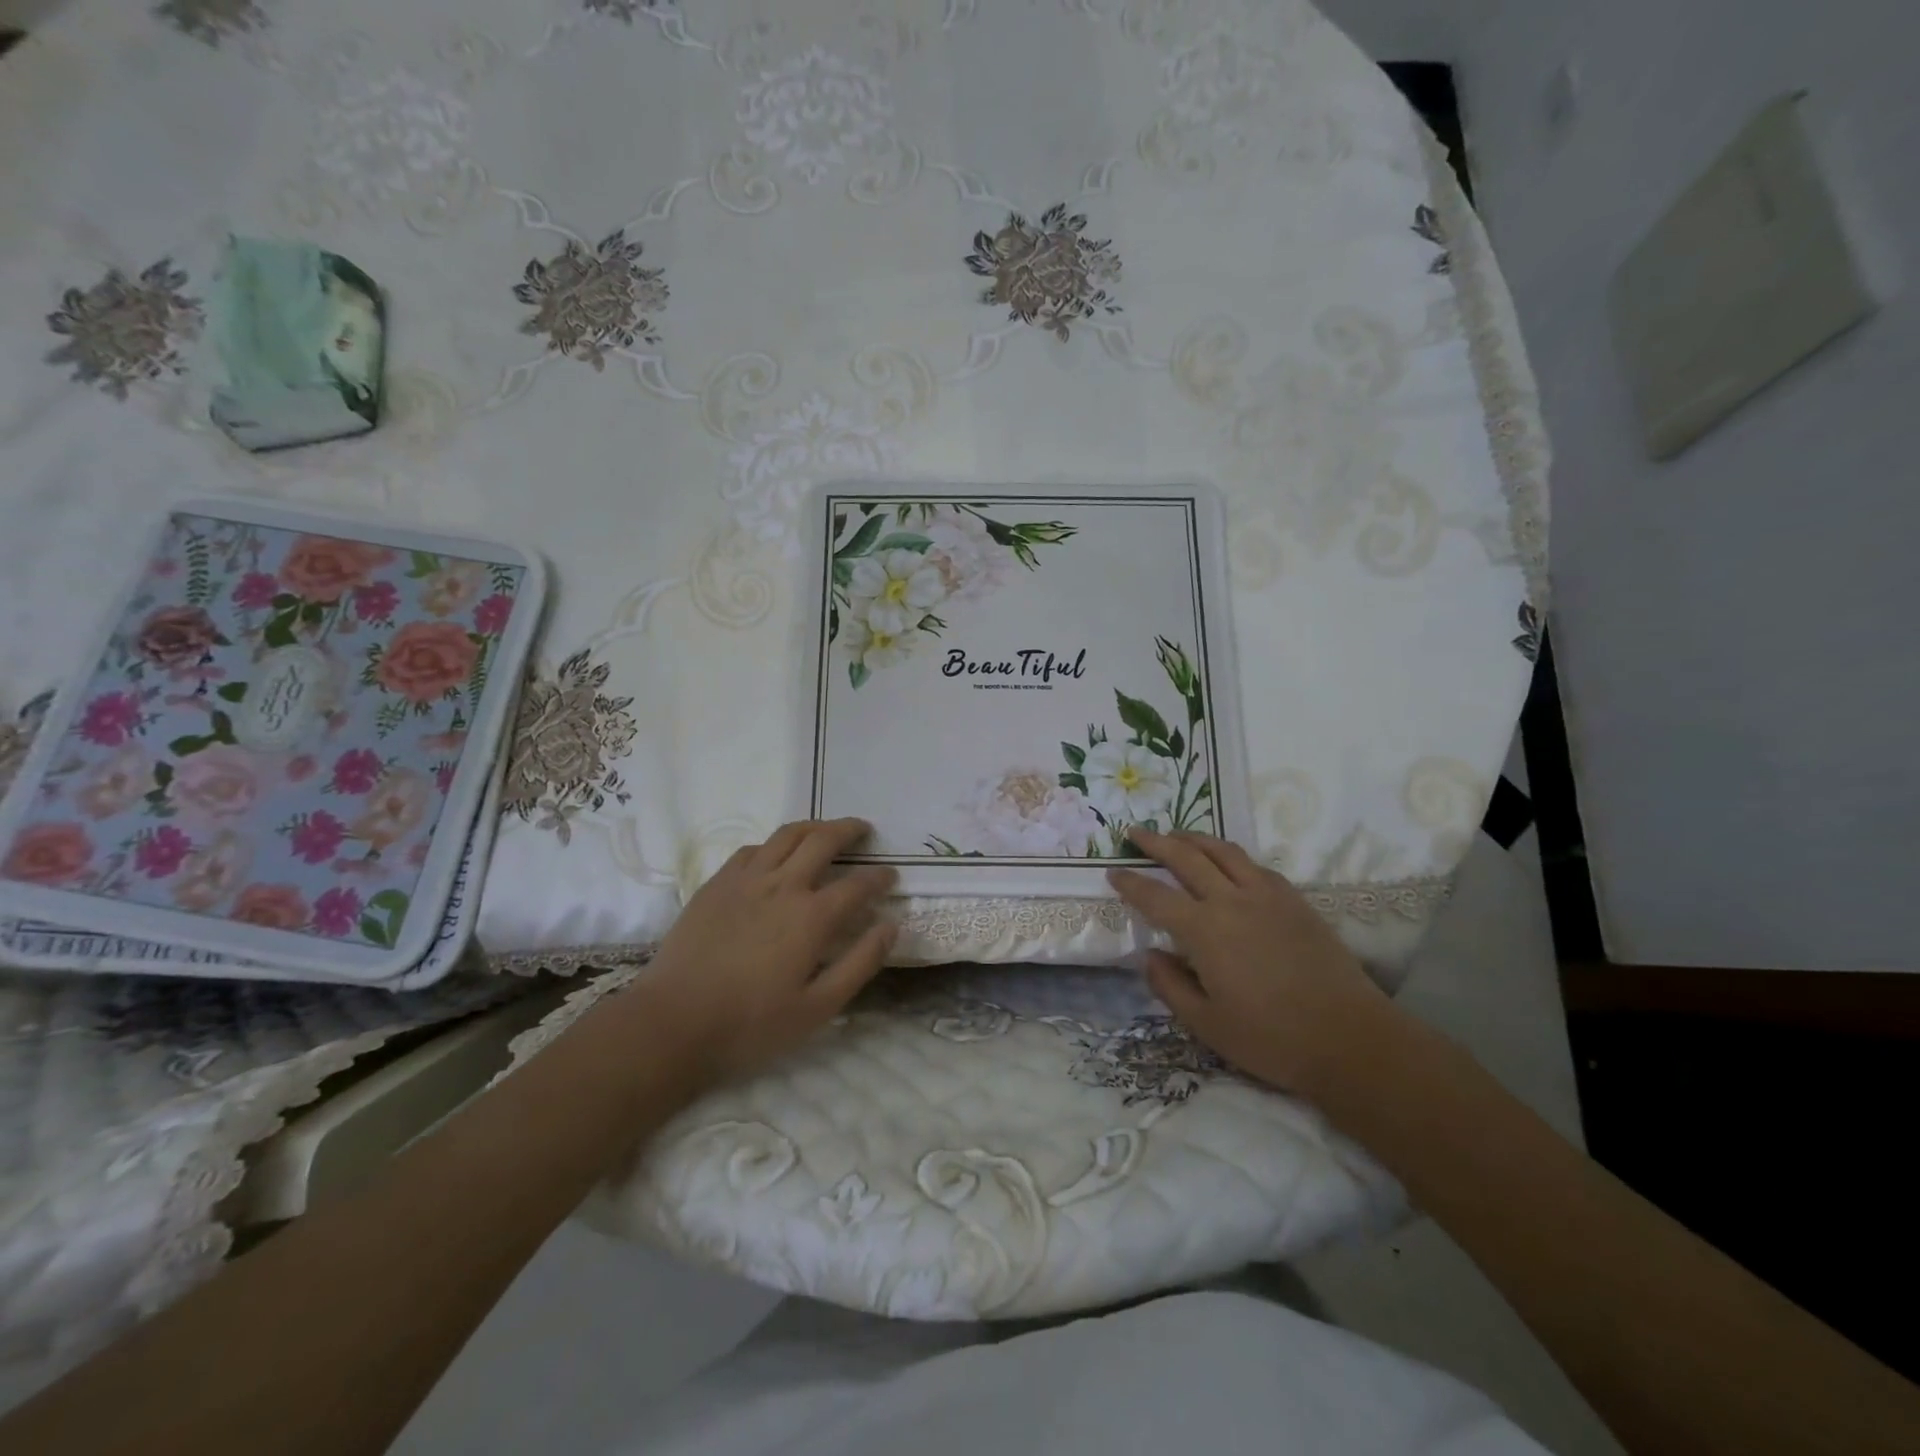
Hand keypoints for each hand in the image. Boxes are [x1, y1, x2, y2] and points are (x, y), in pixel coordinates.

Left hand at [638, 819, 896, 1082]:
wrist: (672, 1022)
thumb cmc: (750, 1024)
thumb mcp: (818, 1008)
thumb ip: (859, 964)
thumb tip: (889, 926)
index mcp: (812, 916)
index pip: (858, 884)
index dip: (879, 878)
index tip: (891, 877)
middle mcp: (783, 885)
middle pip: (823, 840)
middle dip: (850, 830)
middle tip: (864, 830)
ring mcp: (746, 879)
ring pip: (787, 834)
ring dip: (814, 826)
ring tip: (826, 830)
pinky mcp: (717, 883)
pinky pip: (753, 849)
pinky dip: (774, 844)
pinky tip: (776, 856)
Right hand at [1108, 830, 1401, 1094]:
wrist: (1349, 1038)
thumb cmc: (1271, 1038)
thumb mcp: (1206, 1024)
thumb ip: (1170, 986)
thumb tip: (1150, 956)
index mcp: (1204, 931)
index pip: (1155, 897)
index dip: (1130, 883)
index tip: (1112, 872)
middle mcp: (1232, 901)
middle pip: (1186, 857)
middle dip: (1156, 842)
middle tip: (1135, 833)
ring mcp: (1267, 896)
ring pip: (1224, 851)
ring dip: (1194, 838)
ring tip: (1177, 834)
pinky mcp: (1295, 901)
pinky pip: (1255, 865)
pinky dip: (1231, 856)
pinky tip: (1228, 863)